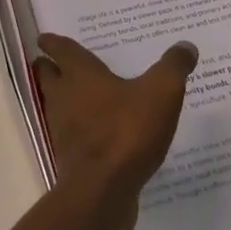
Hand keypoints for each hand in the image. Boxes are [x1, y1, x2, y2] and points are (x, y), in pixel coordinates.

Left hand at [33, 34, 196, 226]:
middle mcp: (64, 98)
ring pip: (57, 106)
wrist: (103, 191)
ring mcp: (63, 130)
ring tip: (80, 95)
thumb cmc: (128, 131)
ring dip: (63, 98)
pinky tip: (98, 132)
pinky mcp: (71, 158)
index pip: (61, 50)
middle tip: (55, 62)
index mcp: (80, 75)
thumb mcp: (161, 92)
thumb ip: (173, 67)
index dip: (52, 42)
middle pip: (49, 77)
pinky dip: (79, 128)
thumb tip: (186, 45)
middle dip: (50, 69)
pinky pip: (71, 134)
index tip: (44, 38)